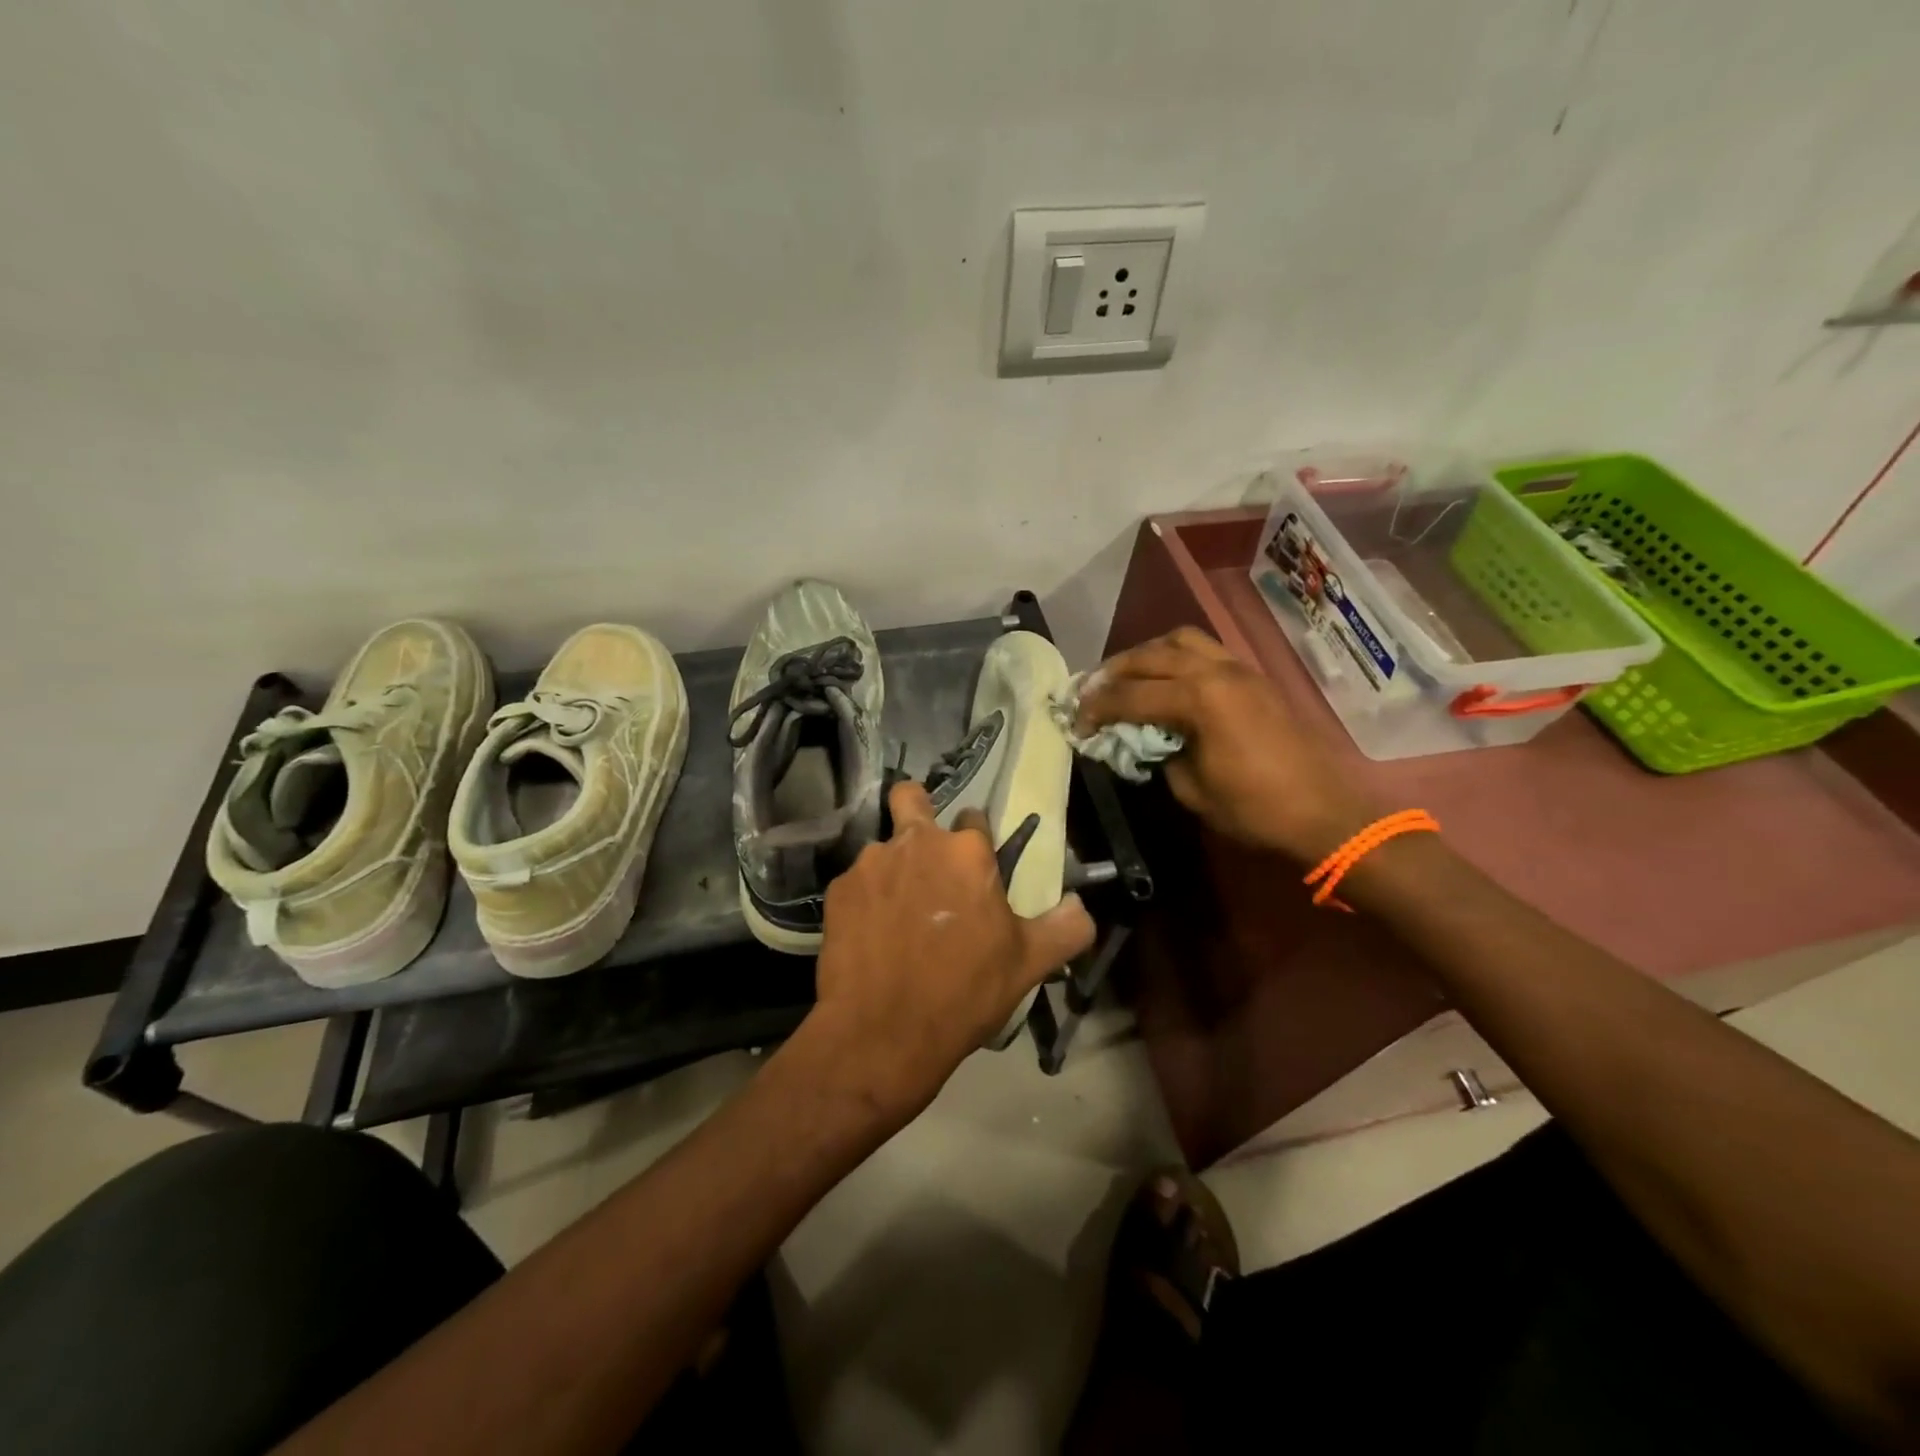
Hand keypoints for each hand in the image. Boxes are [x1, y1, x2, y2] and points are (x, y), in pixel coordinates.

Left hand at [807, 782, 1095, 1123]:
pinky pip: (856, 882)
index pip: (974, 818)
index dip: (976, 843)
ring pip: (883, 847)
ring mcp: (870, 863)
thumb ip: (1066, 927)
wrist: (882, 1033)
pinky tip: (872, 935)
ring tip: (898, 912)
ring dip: (893, 867)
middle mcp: (916, 841)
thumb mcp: (1030, 964)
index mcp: (966, 851)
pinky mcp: (838, 890)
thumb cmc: (964, 992)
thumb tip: (1080, 906)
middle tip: (926, 857)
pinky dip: (866, 899)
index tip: (976, 872)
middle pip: (911, 798)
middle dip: (917, 811)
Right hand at [1077, 627, 1374, 863]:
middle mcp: (1216, 671)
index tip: (1075, 721)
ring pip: (1181, 641)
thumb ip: (1160, 755)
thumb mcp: (1192, 789)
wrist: (1324, 813)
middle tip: (1091, 690)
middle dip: (1114, 671)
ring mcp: (1239, 670)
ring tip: (1128, 676)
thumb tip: (1145, 740)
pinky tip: (1166, 681)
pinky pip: (1206, 651)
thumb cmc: (1255, 809)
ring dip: (1147, 654)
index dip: (1096, 708)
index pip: (1131, 695)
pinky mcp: (1254, 678)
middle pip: (1151, 655)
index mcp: (1199, 699)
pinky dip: (1176, 658)